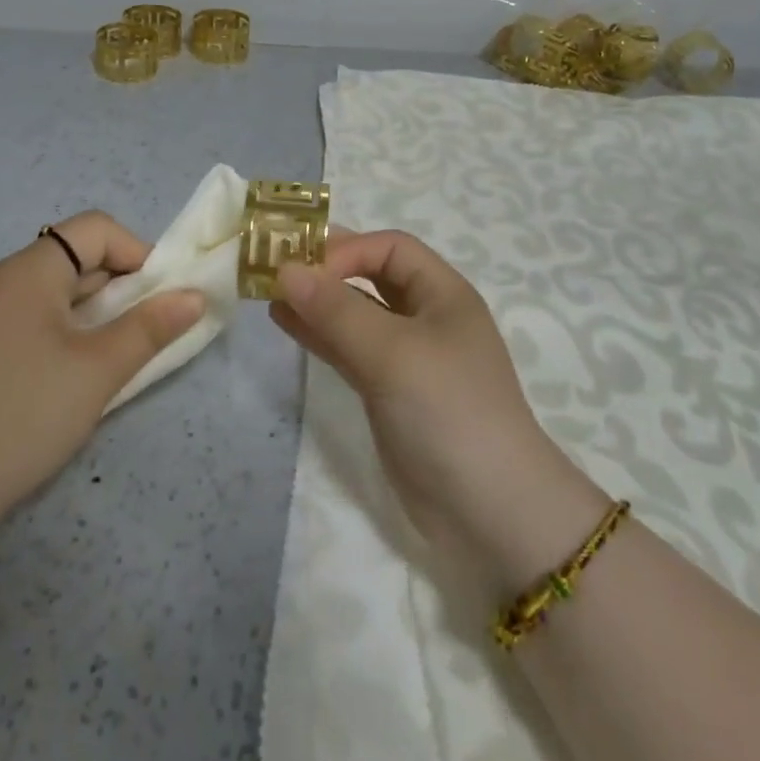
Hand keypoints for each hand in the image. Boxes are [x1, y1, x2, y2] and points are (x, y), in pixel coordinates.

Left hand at [0, 211, 203, 513]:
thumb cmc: (25, 412)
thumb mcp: (99, 368)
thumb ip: (151, 327)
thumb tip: (195, 296)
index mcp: (31, 269)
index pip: (96, 229)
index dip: (136, 253)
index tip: (158, 299)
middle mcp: (10, 280)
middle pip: (80, 257)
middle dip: (124, 285)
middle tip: (148, 330)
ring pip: (64, 292)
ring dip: (102, 312)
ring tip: (121, 354)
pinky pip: (45, 319)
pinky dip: (76, 332)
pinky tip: (84, 372)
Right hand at [272, 231, 611, 594]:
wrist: (489, 512)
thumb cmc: (448, 412)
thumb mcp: (393, 353)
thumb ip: (337, 310)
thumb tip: (285, 269)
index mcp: (443, 294)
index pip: (389, 248)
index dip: (346, 250)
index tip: (302, 269)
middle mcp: (426, 317)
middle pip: (371, 276)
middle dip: (327, 270)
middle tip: (274, 269)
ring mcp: (407, 357)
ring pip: (356, 314)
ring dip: (317, 302)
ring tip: (270, 294)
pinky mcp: (389, 392)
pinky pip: (349, 349)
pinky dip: (320, 334)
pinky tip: (287, 323)